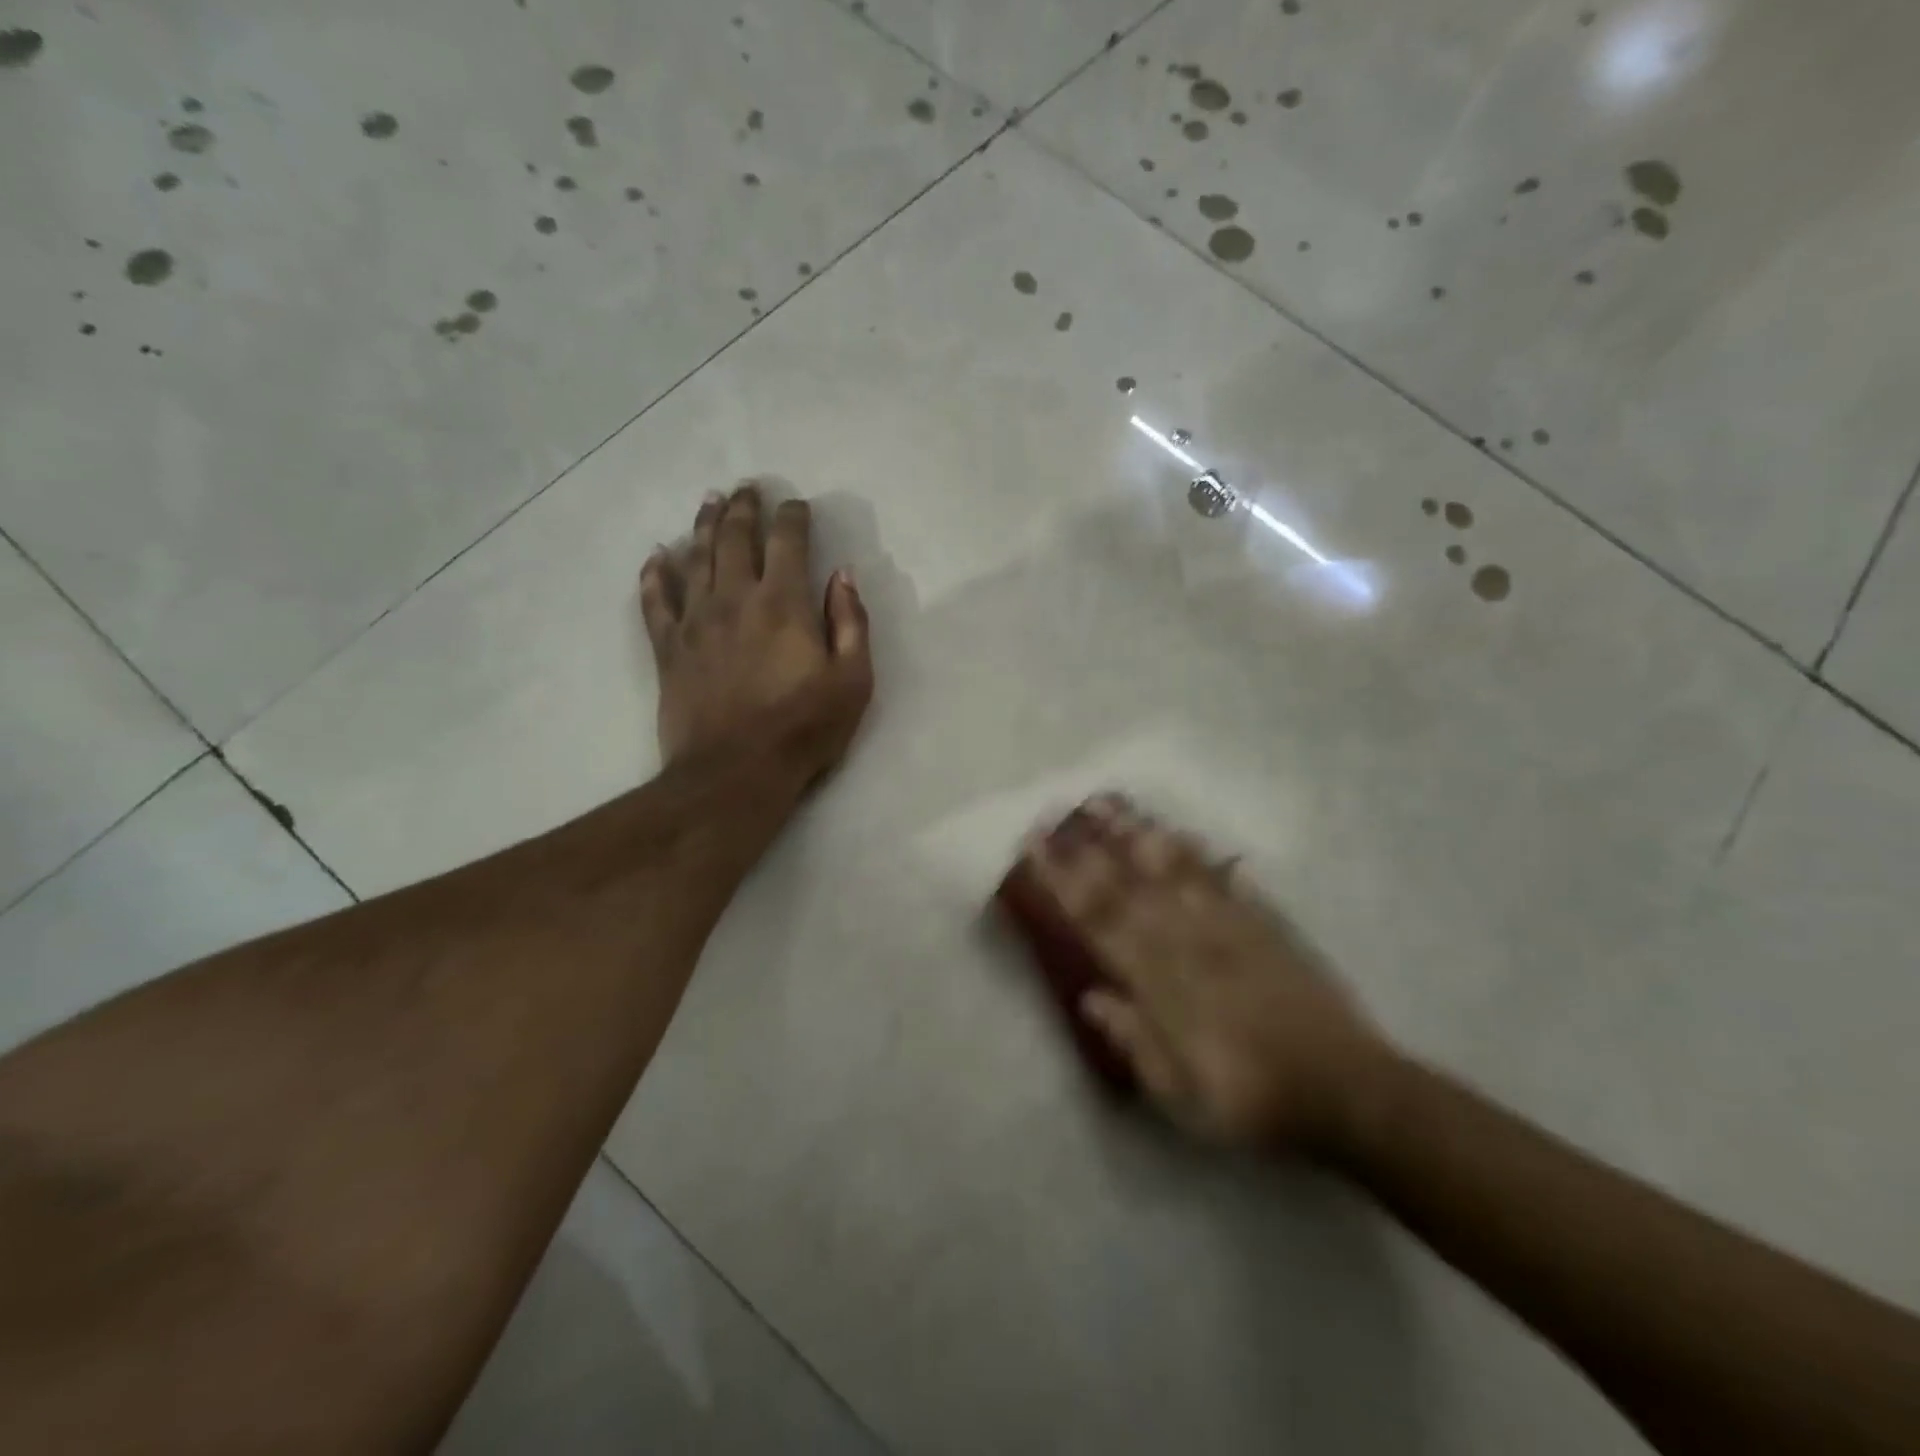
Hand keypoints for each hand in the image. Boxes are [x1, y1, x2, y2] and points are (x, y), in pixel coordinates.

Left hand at [640, 484, 872, 781]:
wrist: (734, 773)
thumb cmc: (803, 729)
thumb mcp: (853, 680)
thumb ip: (851, 623)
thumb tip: (843, 575)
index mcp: (784, 603)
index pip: (787, 542)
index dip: (793, 517)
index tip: (797, 505)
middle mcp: (736, 599)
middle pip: (735, 538)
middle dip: (744, 508)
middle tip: (747, 487)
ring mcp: (695, 621)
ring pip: (695, 558)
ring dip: (704, 525)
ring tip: (710, 502)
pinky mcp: (668, 648)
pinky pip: (655, 601)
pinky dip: (654, 574)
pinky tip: (656, 556)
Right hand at [1025, 794, 1391, 1152]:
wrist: (1347, 1091)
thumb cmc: (1252, 1101)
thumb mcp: (1182, 1095)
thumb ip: (1135, 1042)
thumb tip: (1091, 997)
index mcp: (1162, 984)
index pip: (1100, 921)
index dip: (1065, 882)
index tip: (1038, 849)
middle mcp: (1189, 943)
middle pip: (1130, 884)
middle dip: (1090, 846)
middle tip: (1061, 811)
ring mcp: (1229, 927)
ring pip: (1174, 870)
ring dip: (1138, 835)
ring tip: (1111, 804)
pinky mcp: (1265, 925)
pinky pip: (1224, 879)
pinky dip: (1199, 853)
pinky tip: (1182, 832)